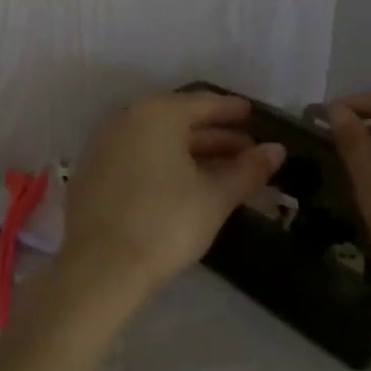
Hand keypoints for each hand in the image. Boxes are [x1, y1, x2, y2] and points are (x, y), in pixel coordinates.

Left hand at [61, 91, 284, 306]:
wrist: (99, 268)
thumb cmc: (165, 223)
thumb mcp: (215, 197)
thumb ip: (248, 170)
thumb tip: (277, 150)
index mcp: (157, 113)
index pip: (204, 103)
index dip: (233, 111)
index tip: (254, 116)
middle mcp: (127, 117)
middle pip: (180, 120)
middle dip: (216, 136)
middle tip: (248, 150)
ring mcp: (105, 143)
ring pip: (159, 140)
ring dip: (192, 151)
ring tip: (225, 170)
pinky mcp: (94, 171)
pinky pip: (139, 155)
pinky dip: (165, 163)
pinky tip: (186, 184)